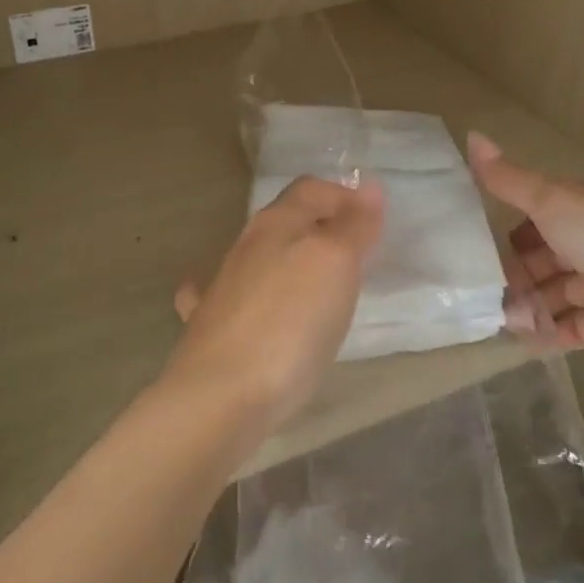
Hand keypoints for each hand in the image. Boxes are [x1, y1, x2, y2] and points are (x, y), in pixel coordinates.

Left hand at [163, 175, 384, 432]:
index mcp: (275, 224)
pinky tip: (256, 309)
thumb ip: (352, 225)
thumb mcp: (335, 264)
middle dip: (320, 228)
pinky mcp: (209, 327)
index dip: (343, 196)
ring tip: (319, 286)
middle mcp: (244, 247)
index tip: (374, 221)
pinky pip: (233, 297)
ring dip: (289, 260)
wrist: (221, 396)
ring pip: (260, 256)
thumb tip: (369, 186)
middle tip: (356, 255)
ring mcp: (221, 287)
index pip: (310, 189)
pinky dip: (252, 294)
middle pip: (285, 220)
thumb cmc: (289, 323)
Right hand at [468, 132, 583, 379]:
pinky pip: (571, 327)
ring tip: (495, 316)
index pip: (545, 211)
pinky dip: (546, 331)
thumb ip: (509, 179)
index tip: (481, 243)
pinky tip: (517, 338)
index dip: (514, 225)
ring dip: (527, 302)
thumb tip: (470, 135)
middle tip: (483, 286)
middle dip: (517, 269)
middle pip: (549, 254)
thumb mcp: (553, 201)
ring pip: (557, 292)